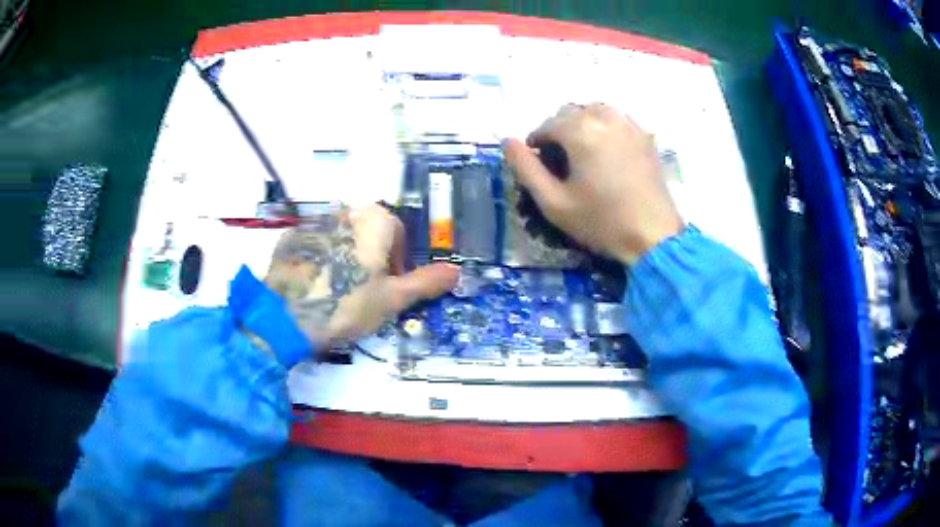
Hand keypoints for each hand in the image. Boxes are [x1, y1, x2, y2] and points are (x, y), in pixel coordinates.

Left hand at [264, 204, 458, 344]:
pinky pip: (314, 245)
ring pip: (341, 239)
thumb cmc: (348, 304)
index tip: (390, 288)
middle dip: (372, 260)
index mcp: (375, 219)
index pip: (399, 234)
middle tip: (364, 293)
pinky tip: (314, 286)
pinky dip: (319, 260)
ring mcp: (314, 221)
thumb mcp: (393, 298)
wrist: (286, 315)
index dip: (399, 263)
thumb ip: (426, 282)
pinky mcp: (291, 237)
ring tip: (337, 292)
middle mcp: (345, 211)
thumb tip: (457, 271)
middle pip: (369, 234)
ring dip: (346, 258)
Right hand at [503, 104, 682, 263]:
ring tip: (582, 152)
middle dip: (559, 131)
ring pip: (595, 110)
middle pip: (570, 112)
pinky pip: (617, 119)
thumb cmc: (601, 222)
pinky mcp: (645, 137)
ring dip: (582, 124)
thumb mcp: (553, 202)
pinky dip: (605, 126)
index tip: (538, 165)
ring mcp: (629, 125)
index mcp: (580, 130)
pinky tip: (607, 150)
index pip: (547, 125)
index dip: (536, 143)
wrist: (653, 237)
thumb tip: (507, 141)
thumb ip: (526, 168)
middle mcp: (604, 118)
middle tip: (559, 160)